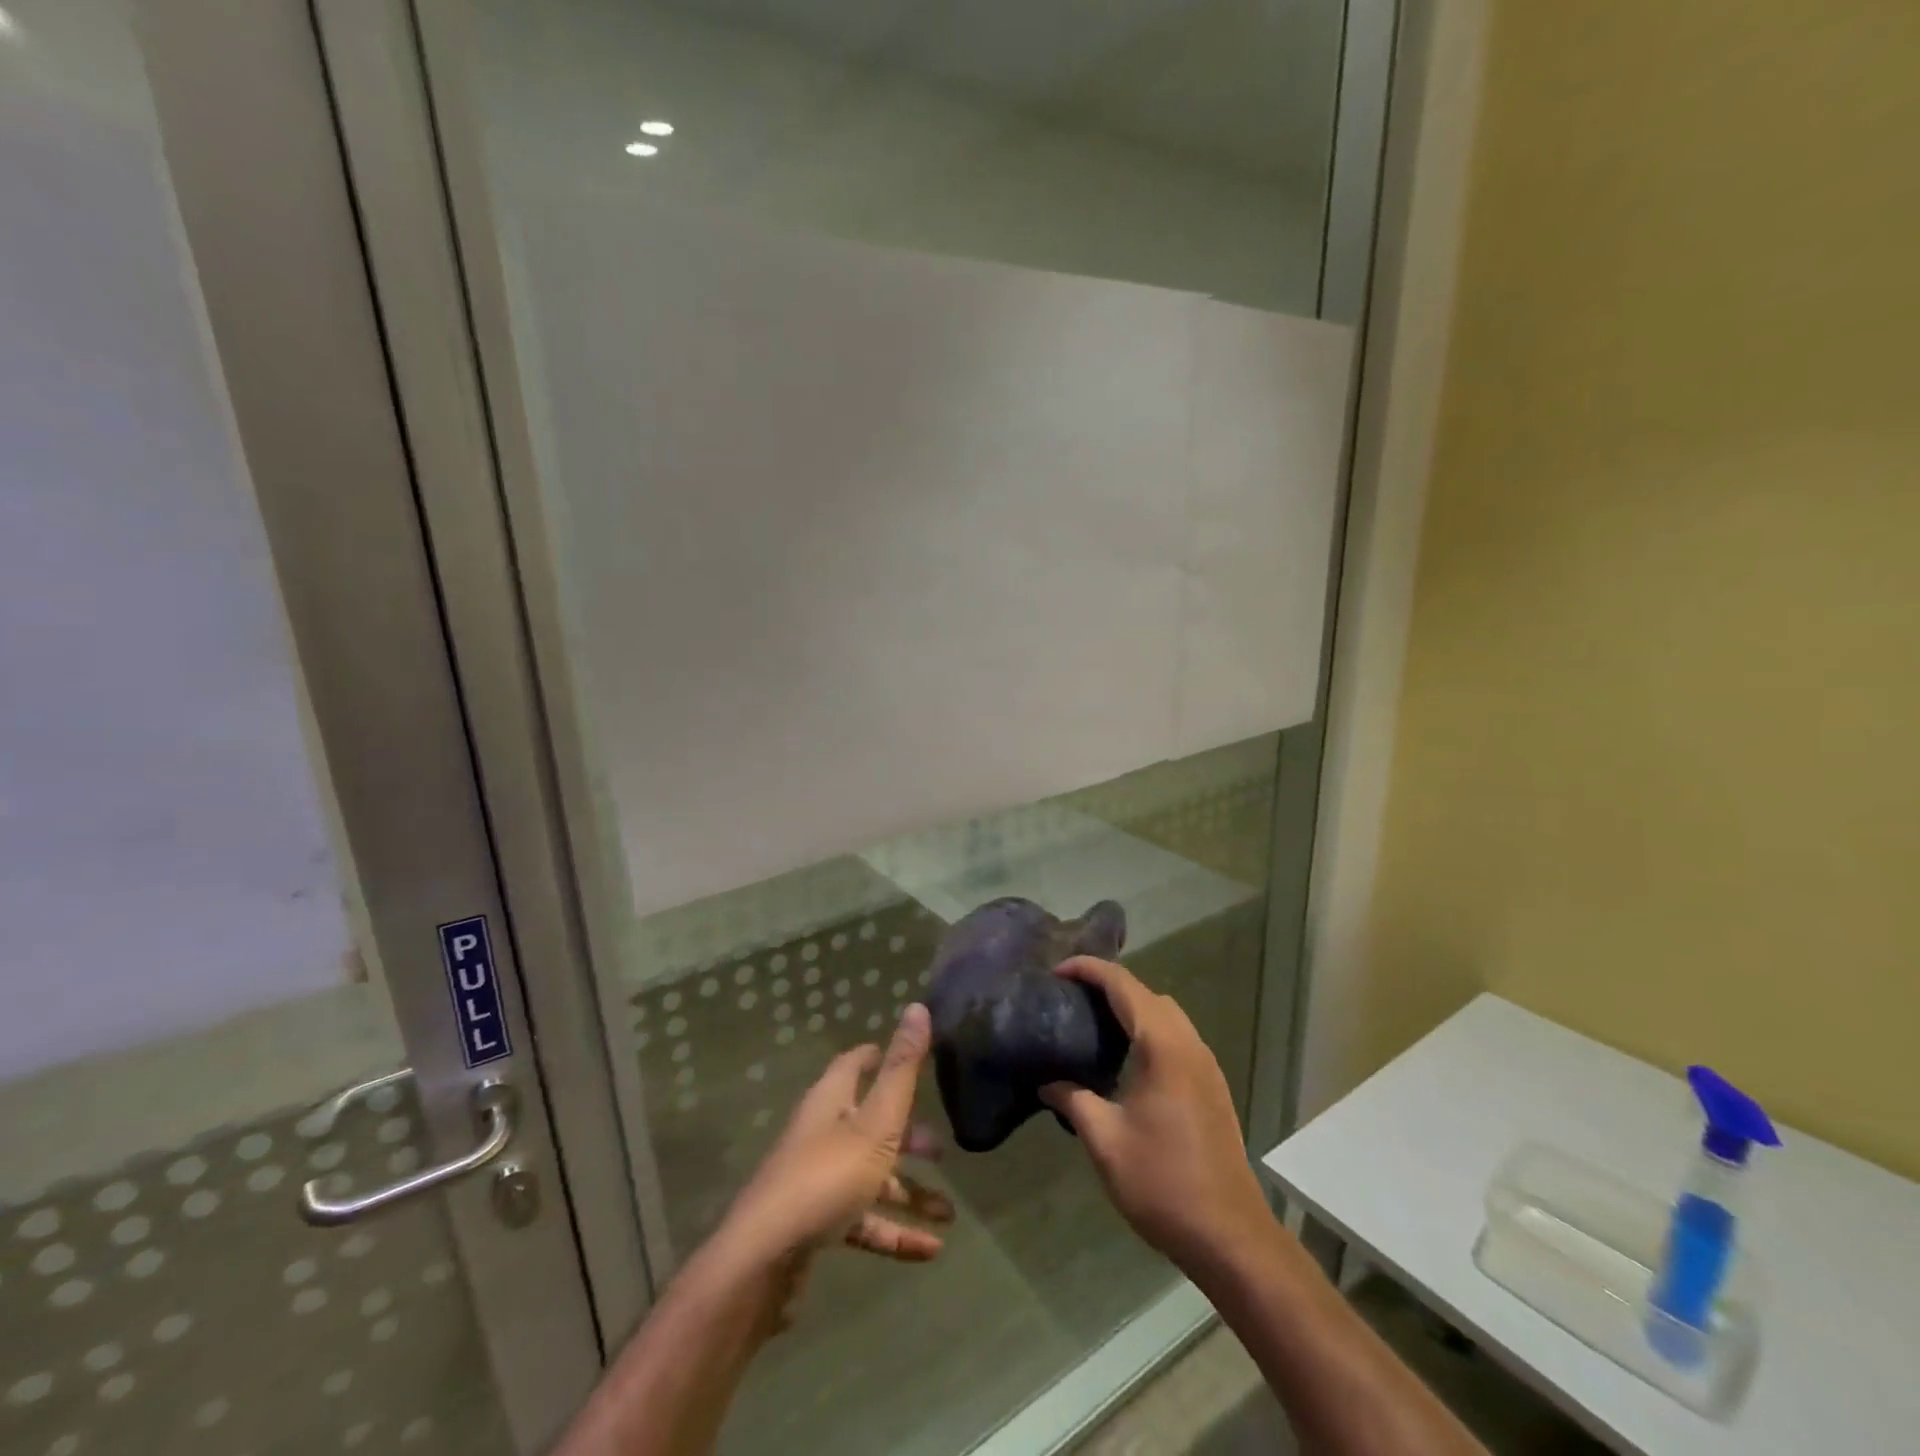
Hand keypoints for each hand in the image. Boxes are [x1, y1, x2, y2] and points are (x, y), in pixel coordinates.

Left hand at [721, 1003, 953, 1273]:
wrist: (764, 1261)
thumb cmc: (827, 1177)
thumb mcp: (876, 1122)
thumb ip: (901, 1069)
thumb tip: (918, 1006)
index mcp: (830, 1101)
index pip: (854, 1065)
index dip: (879, 1057)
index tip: (909, 1057)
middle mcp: (821, 1135)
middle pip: (868, 1124)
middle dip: (907, 1136)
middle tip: (941, 1148)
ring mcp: (817, 1182)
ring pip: (871, 1178)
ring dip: (909, 1193)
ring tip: (949, 1213)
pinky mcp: (817, 1226)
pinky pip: (863, 1222)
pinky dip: (895, 1233)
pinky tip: (930, 1251)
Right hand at [1041, 958, 1271, 1272]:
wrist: (1229, 1235)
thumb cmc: (1162, 1183)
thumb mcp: (1105, 1141)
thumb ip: (1073, 1100)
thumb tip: (1046, 1082)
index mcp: (1163, 1046)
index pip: (1123, 985)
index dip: (1089, 969)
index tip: (1056, 970)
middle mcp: (1189, 1044)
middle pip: (1147, 993)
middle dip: (1109, 983)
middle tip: (1070, 995)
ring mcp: (1206, 1064)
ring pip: (1166, 1013)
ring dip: (1131, 1006)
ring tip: (1093, 1020)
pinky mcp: (1212, 1085)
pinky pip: (1177, 1035)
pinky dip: (1149, 1027)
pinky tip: (1126, 1056)